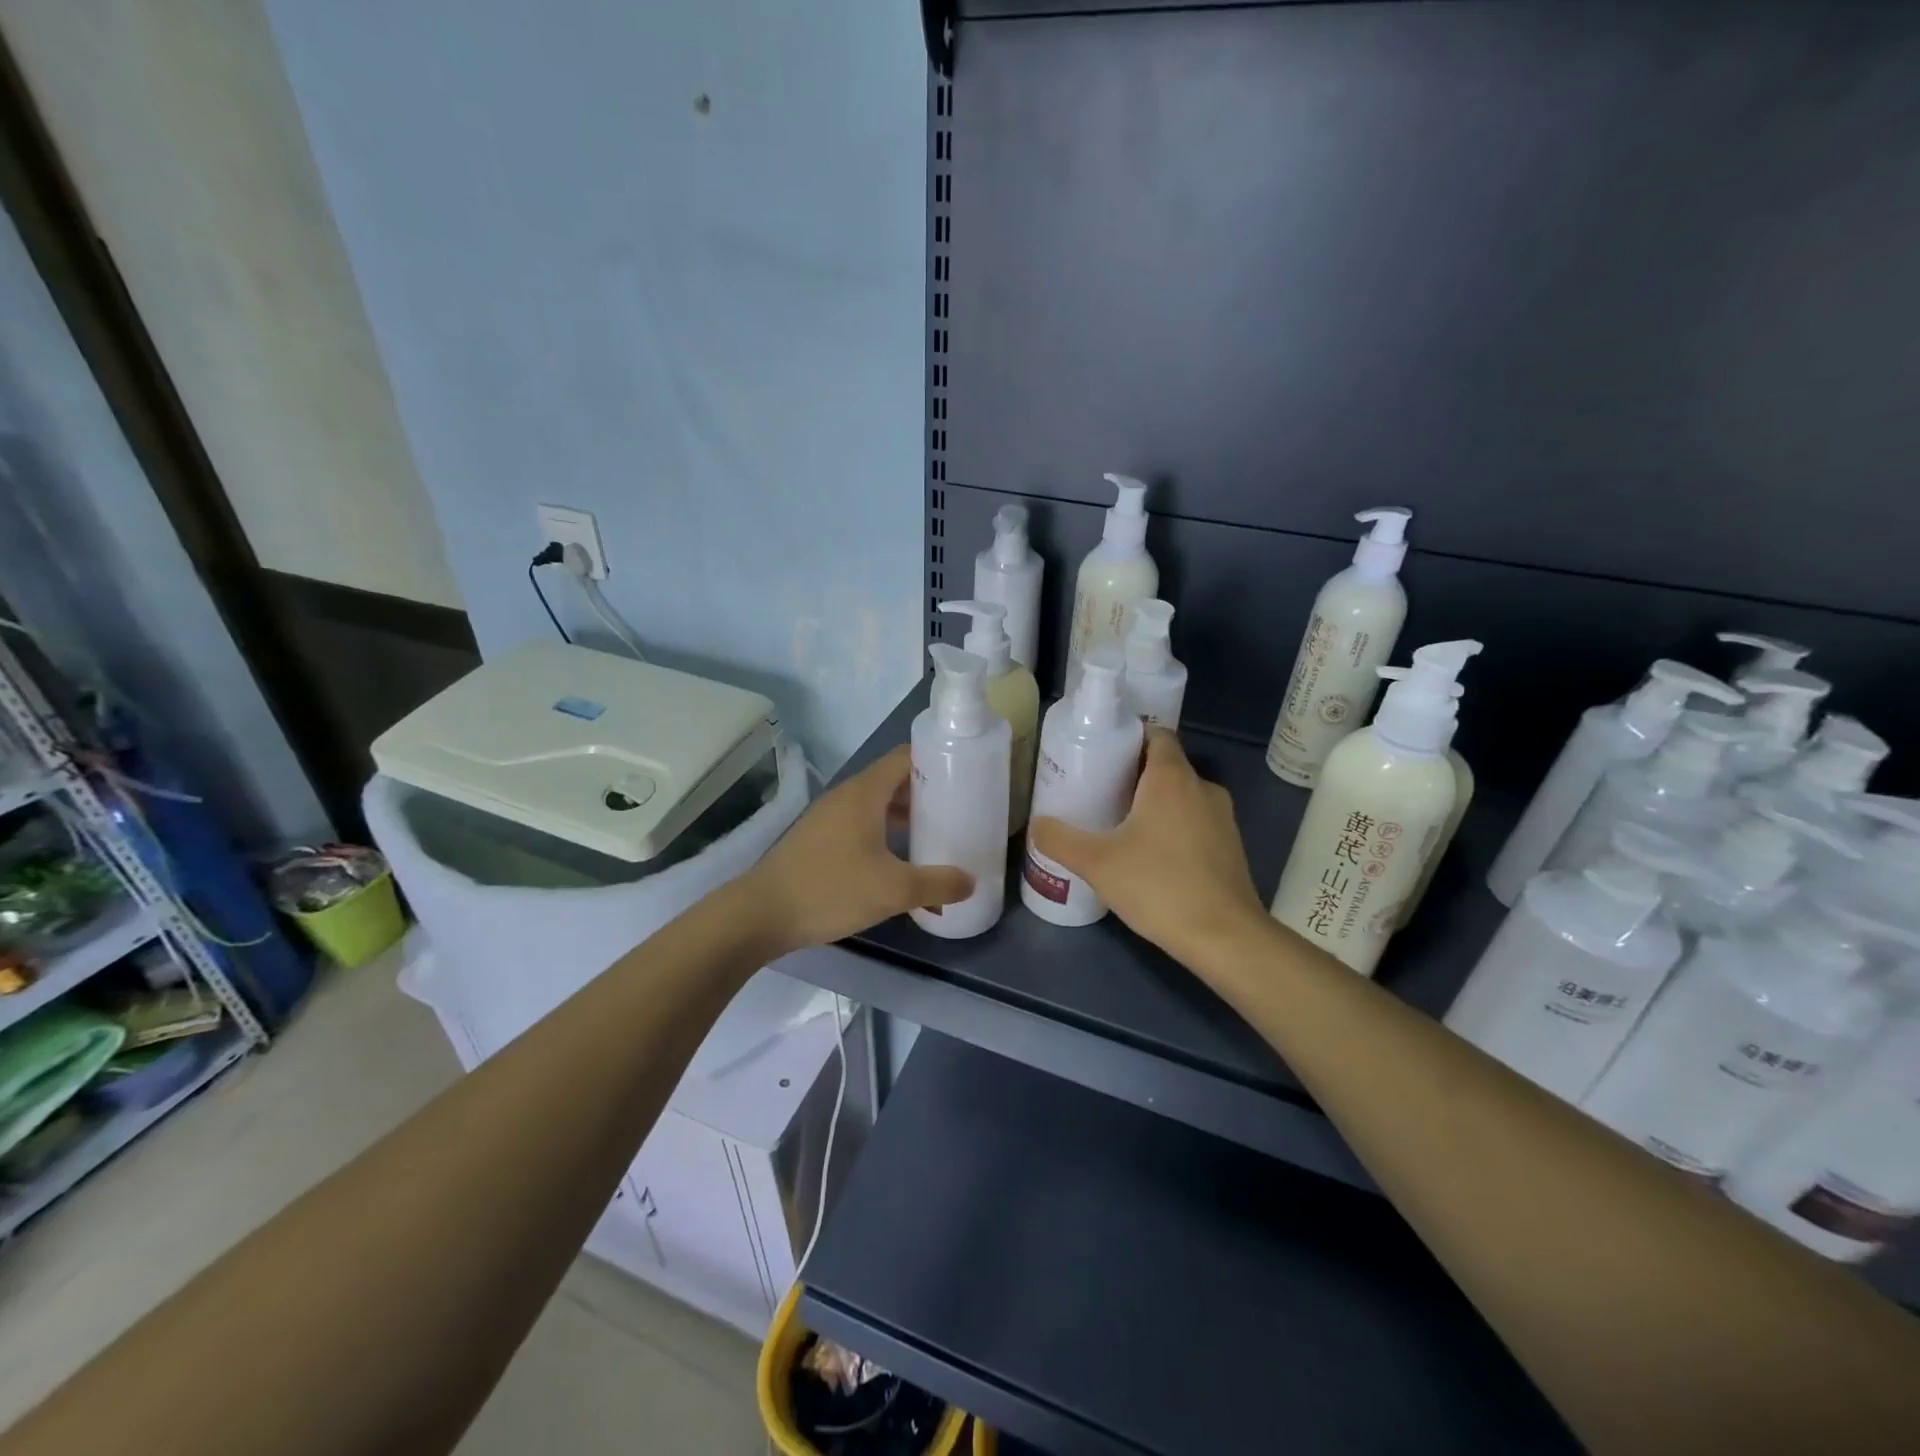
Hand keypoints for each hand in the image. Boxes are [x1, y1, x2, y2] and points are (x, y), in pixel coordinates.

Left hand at [744, 745, 972, 953]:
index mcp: (865, 792)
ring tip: (935, 835)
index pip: (906, 756)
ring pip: (877, 804)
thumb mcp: (893, 890)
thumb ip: (937, 884)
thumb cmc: (831, 890)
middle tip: (959, 809)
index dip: (937, 760)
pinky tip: (898, 861)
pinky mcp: (819, 838)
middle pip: (894, 780)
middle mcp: (847, 795)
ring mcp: (829, 816)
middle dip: (927, 792)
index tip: (965, 774)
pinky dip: (885, 832)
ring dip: (906, 815)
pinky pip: (861, 823)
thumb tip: (970, 881)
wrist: (761, 914)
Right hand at [1029, 729, 1268, 968]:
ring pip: (1182, 796)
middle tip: (1099, 791)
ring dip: (1155, 804)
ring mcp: (1223, 818)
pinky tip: (1150, 856)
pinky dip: (1173, 828)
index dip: (1129, 737)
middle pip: (1166, 766)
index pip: (1156, 734)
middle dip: (1134, 775)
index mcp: (1172, 778)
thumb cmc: (1158, 886)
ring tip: (1120, 824)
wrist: (1224, 937)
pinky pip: (1196, 822)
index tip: (1101, 753)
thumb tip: (1037, 825)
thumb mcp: (1096, 863)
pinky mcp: (1231, 847)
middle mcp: (1202, 788)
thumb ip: (1060, 840)